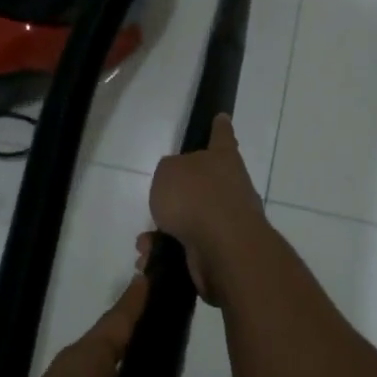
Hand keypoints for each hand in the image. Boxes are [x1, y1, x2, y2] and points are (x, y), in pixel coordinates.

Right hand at [146, 114, 266, 301]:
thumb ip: (170, 171)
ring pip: (190, 222)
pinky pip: (188, 248)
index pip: (221, 136)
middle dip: (177, 198)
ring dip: (164, 232)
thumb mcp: (168, 172)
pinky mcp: (222, 251)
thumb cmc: (196, 197)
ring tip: (145, 242)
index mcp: (222, 159)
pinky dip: (167, 253)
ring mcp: (229, 221)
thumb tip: (178, 184)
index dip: (220, 127)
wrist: (223, 247)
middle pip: (204, 185)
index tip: (222, 117)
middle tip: (158, 204)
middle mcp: (231, 187)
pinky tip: (150, 258)